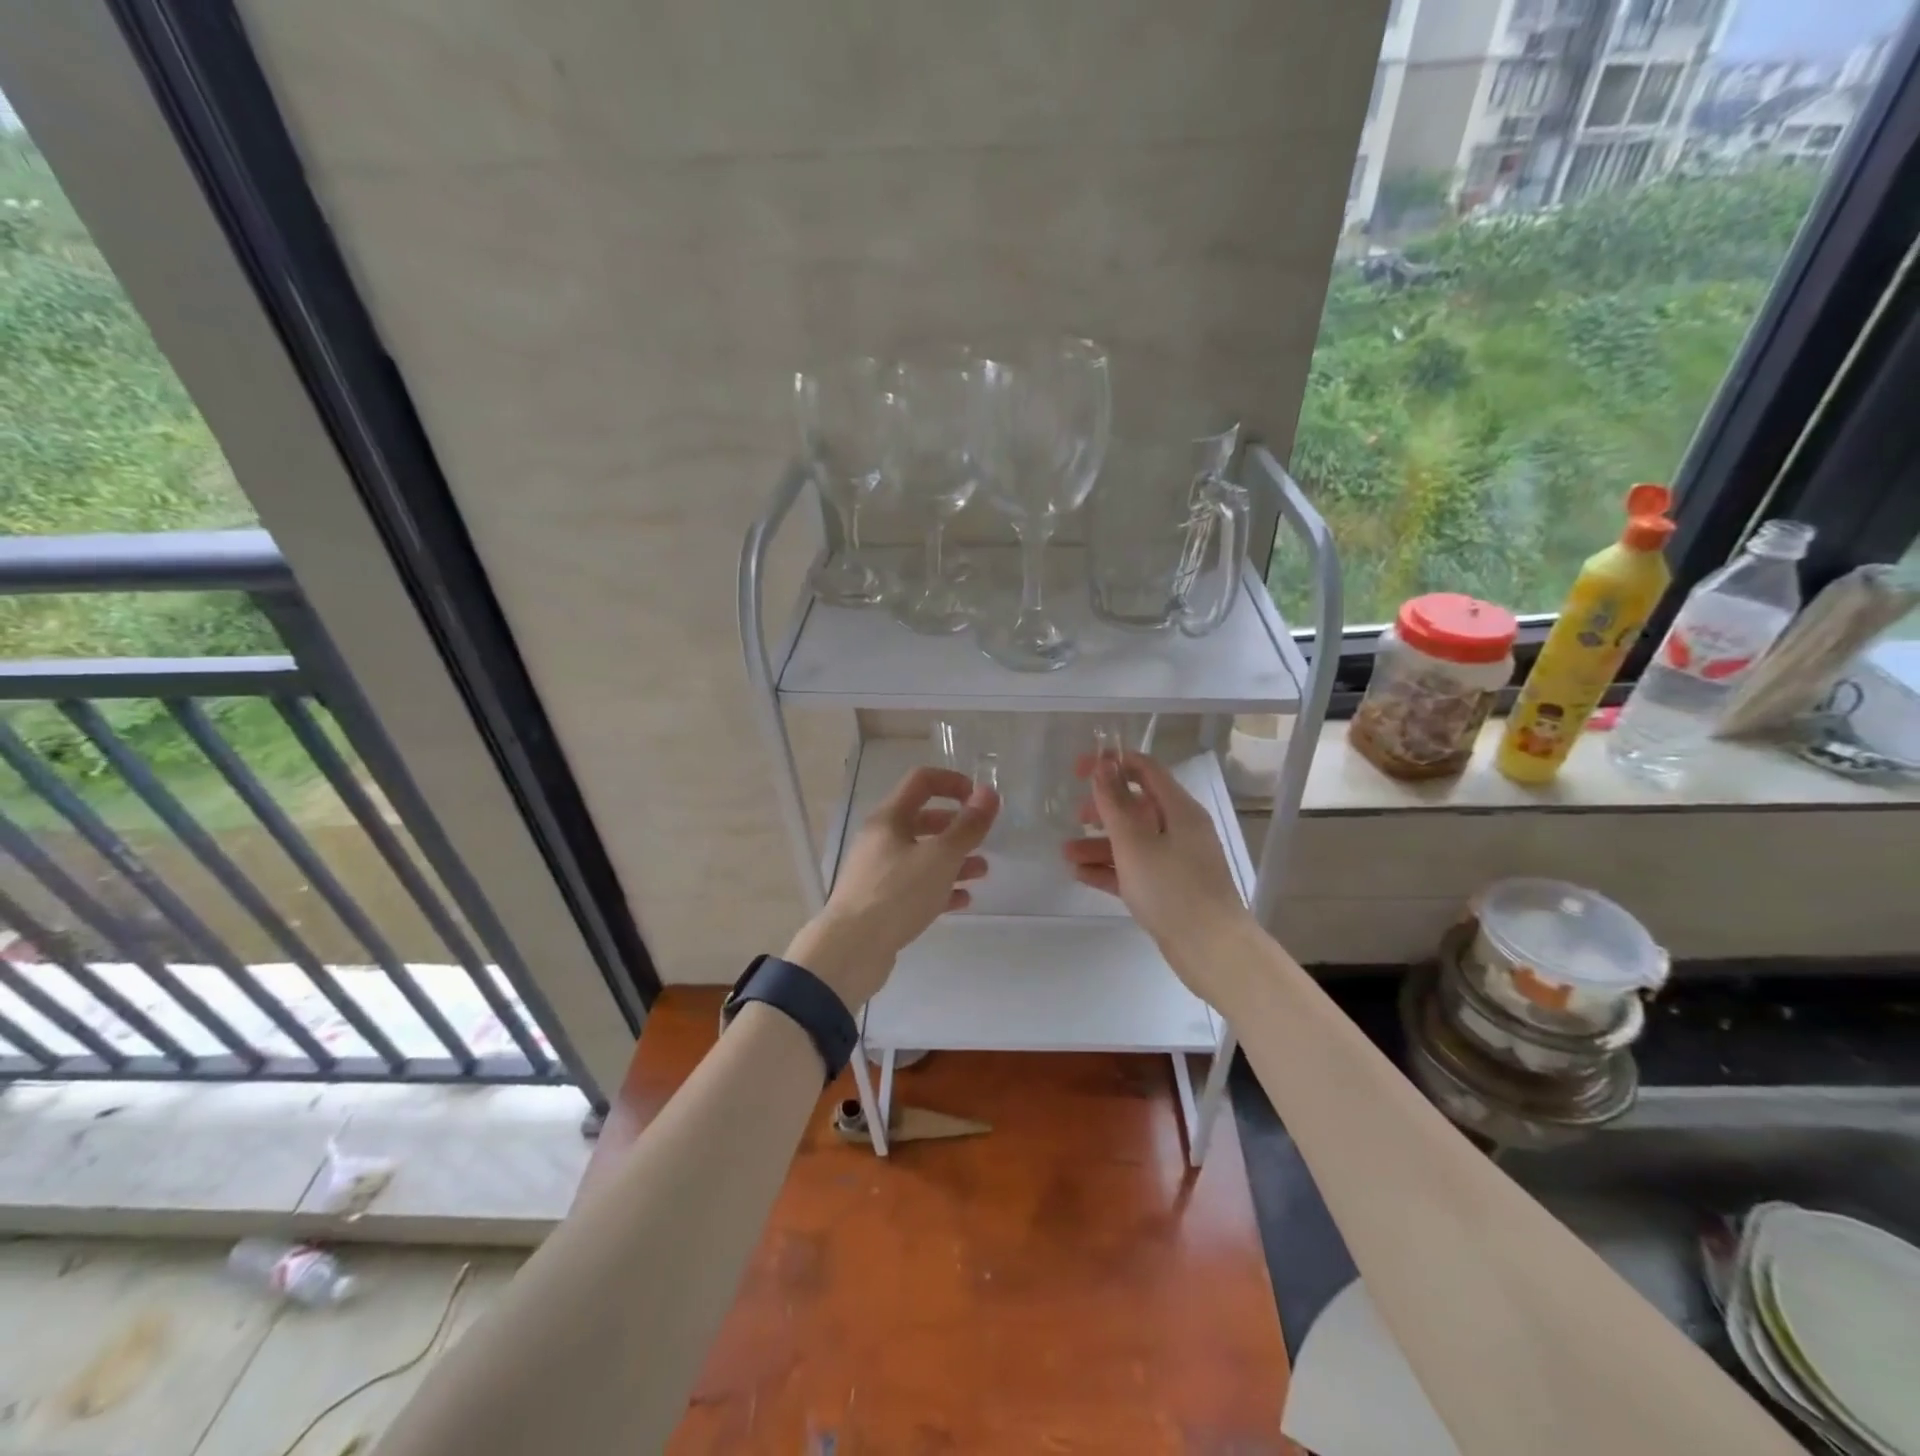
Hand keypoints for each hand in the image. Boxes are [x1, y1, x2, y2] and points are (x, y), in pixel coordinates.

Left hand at [785, 766, 996, 1008]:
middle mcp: (881, 839)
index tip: (980, 799)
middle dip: (957, 826)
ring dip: (954, 860)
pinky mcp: (882, 902)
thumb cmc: (897, 895)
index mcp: (889, 819)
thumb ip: (968, 826)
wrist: (851, 951)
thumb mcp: (940, 857)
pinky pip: (916, 886)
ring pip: (922, 856)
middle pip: (923, 820)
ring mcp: (879, 872)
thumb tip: (988, 793)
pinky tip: (962, 900)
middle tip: (983, 839)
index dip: (953, 782)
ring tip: (982, 872)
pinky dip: (940, 888)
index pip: (922, 781)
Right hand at [1062, 752, 1256, 1004]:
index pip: (1145, 770)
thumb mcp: (1135, 843)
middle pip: (1137, 806)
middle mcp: (1180, 830)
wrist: (1212, 950)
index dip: (1112, 763)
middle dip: (1103, 808)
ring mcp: (1176, 861)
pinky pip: (1135, 869)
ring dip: (1099, 843)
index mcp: (1179, 810)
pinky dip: (1109, 868)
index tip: (1078, 770)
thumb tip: (1104, 764)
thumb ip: (1115, 803)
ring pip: (1132, 841)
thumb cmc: (1172, 889)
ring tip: (1066, 854)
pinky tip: (1080, 874)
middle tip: (1074, 816)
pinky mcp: (1170, 889)